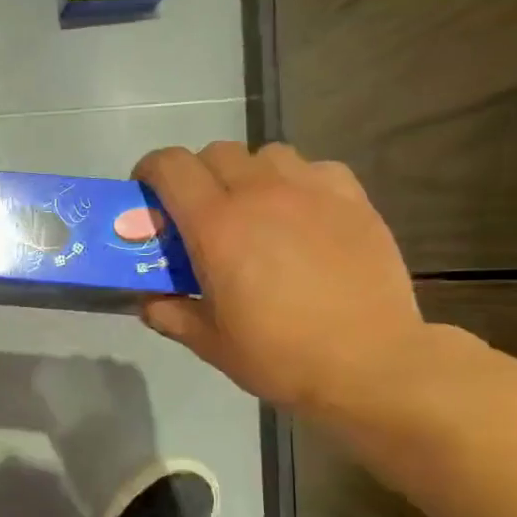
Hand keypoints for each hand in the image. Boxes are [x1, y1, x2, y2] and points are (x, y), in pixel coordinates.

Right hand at [133, 142, 425, 415]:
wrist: (369, 363)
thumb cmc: (279, 355)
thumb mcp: (209, 343)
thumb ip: (170, 314)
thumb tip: (149, 299)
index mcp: (216, 226)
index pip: (171, 167)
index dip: (150, 172)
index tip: (147, 196)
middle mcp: (260, 193)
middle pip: (215, 153)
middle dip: (196, 176)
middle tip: (198, 214)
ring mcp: (311, 190)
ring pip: (265, 155)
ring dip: (246, 175)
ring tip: (253, 212)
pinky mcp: (352, 197)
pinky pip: (313, 169)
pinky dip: (295, 183)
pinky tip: (301, 216)